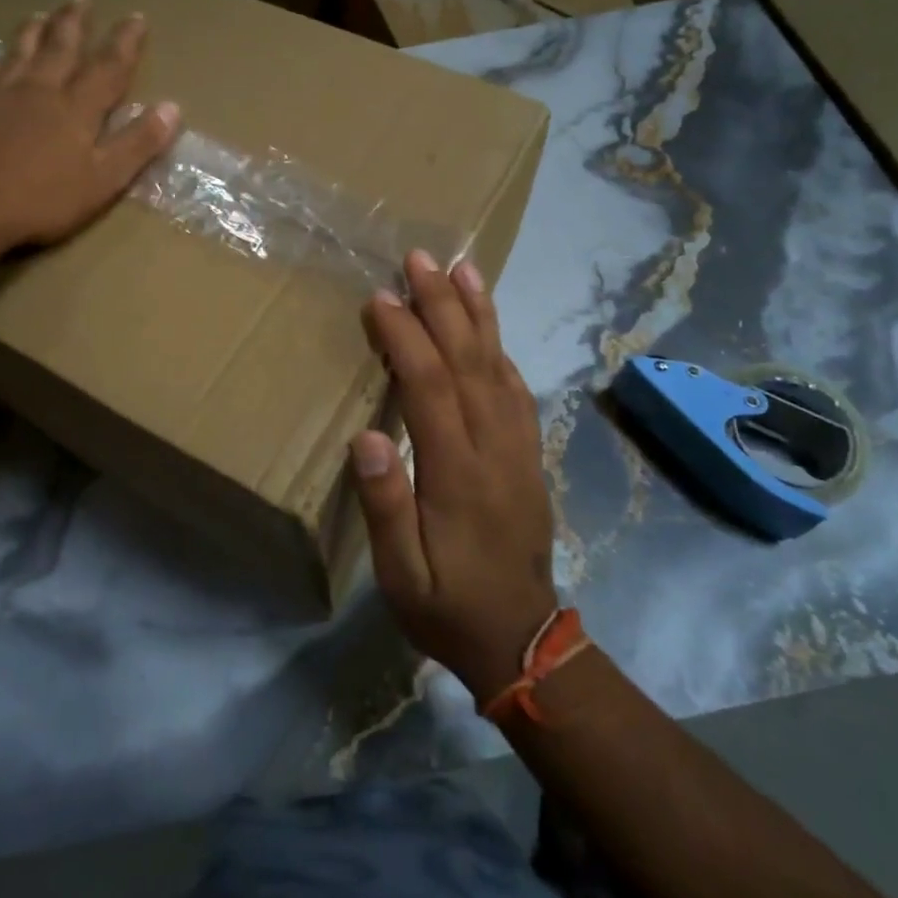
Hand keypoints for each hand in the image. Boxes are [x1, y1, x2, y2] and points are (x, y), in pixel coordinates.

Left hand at [0, 0, 179, 251]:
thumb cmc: (42, 200)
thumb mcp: (104, 179)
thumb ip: (137, 143)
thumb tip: (172, 107)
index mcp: (77, 108)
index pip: (108, 67)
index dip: (125, 42)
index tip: (137, 17)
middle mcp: (39, 91)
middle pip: (61, 48)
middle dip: (75, 23)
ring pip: (21, 52)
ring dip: (35, 31)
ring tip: (40, 14)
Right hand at [352, 250, 557, 704]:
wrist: (522, 639)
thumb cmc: (447, 606)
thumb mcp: (401, 575)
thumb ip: (386, 506)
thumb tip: (368, 436)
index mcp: (458, 474)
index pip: (430, 388)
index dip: (406, 338)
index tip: (380, 298)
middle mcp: (495, 448)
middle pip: (469, 361)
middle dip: (443, 305)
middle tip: (421, 259)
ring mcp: (519, 448)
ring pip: (500, 367)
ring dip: (479, 315)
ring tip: (464, 270)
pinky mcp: (529, 454)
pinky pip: (518, 390)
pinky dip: (502, 350)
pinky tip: (490, 329)